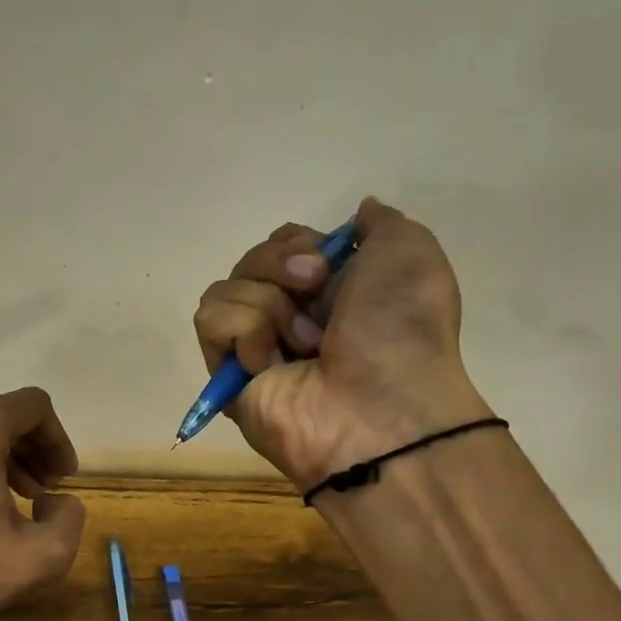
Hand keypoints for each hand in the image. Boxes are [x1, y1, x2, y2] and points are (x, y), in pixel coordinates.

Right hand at [193, 197, 492, 489]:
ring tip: (306, 344)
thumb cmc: (400, 329)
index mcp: (332, 290)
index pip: (283, 242)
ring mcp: (257, 347)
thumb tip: (357, 213)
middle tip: (315, 288)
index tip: (327, 259)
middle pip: (252, 260)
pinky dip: (245, 332)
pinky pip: (211, 321)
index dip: (299, 242)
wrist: (379, 407)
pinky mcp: (228, 374)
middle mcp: (291, 315)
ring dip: (270, 305)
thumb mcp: (409, 252)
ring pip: (227, 288)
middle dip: (282, 264)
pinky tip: (274, 364)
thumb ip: (380, 223)